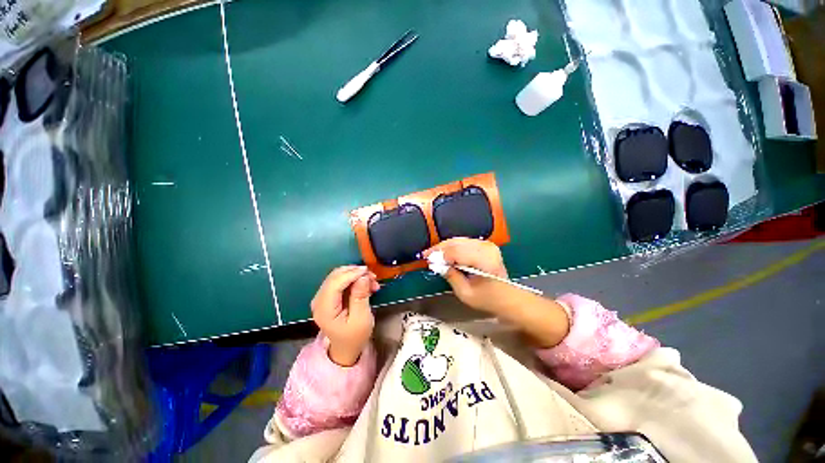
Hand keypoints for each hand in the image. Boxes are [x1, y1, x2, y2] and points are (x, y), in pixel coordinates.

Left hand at [311, 266, 379, 366]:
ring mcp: (322, 296)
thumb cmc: (355, 336)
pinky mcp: (328, 295)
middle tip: (373, 277)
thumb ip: (360, 296)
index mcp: (324, 309)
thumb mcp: (361, 318)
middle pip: (335, 276)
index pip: (335, 283)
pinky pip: (340, 280)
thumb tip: (362, 276)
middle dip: (355, 273)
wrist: (346, 348)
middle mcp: (319, 300)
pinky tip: (366, 284)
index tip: (368, 271)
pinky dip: (354, 279)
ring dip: (356, 275)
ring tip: (372, 282)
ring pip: (339, 275)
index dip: (351, 274)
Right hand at [425, 238, 569, 347]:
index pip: (456, 252)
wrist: (508, 297)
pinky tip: (445, 252)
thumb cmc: (487, 299)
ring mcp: (487, 244)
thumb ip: (451, 276)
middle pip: (457, 243)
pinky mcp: (486, 245)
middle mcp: (486, 247)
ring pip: (459, 240)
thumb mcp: (465, 293)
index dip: (440, 254)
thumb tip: (436, 264)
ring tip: (433, 253)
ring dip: (445, 246)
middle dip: (440, 248)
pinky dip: (453, 246)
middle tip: (426, 254)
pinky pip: (464, 242)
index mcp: (484, 260)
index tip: (427, 259)